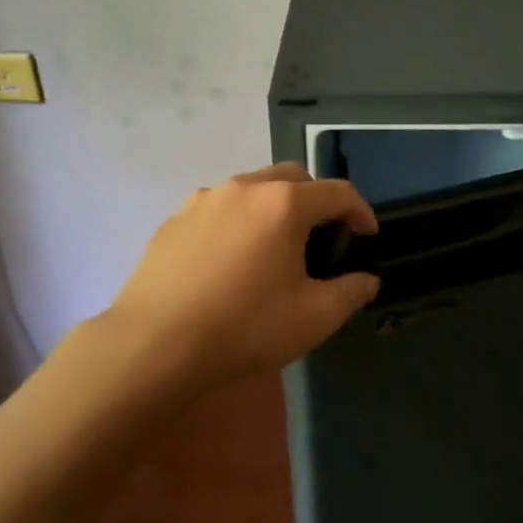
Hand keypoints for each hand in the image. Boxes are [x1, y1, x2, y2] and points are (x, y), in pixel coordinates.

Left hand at [98, 163, 379, 393]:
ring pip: (251, 189)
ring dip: (274, 207)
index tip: (367, 235)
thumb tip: (366, 280)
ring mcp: (203, 200)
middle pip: (292, 178)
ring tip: (275, 245)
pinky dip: (237, 222)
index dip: (360, 211)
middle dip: (316, 200)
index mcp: (283, 204)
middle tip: (323, 236)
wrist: (155, 344)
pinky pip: (218, 209)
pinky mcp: (174, 220)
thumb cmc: (245, 327)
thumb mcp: (314, 318)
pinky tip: (231, 259)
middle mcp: (244, 188)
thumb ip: (350, 292)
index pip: (337, 192)